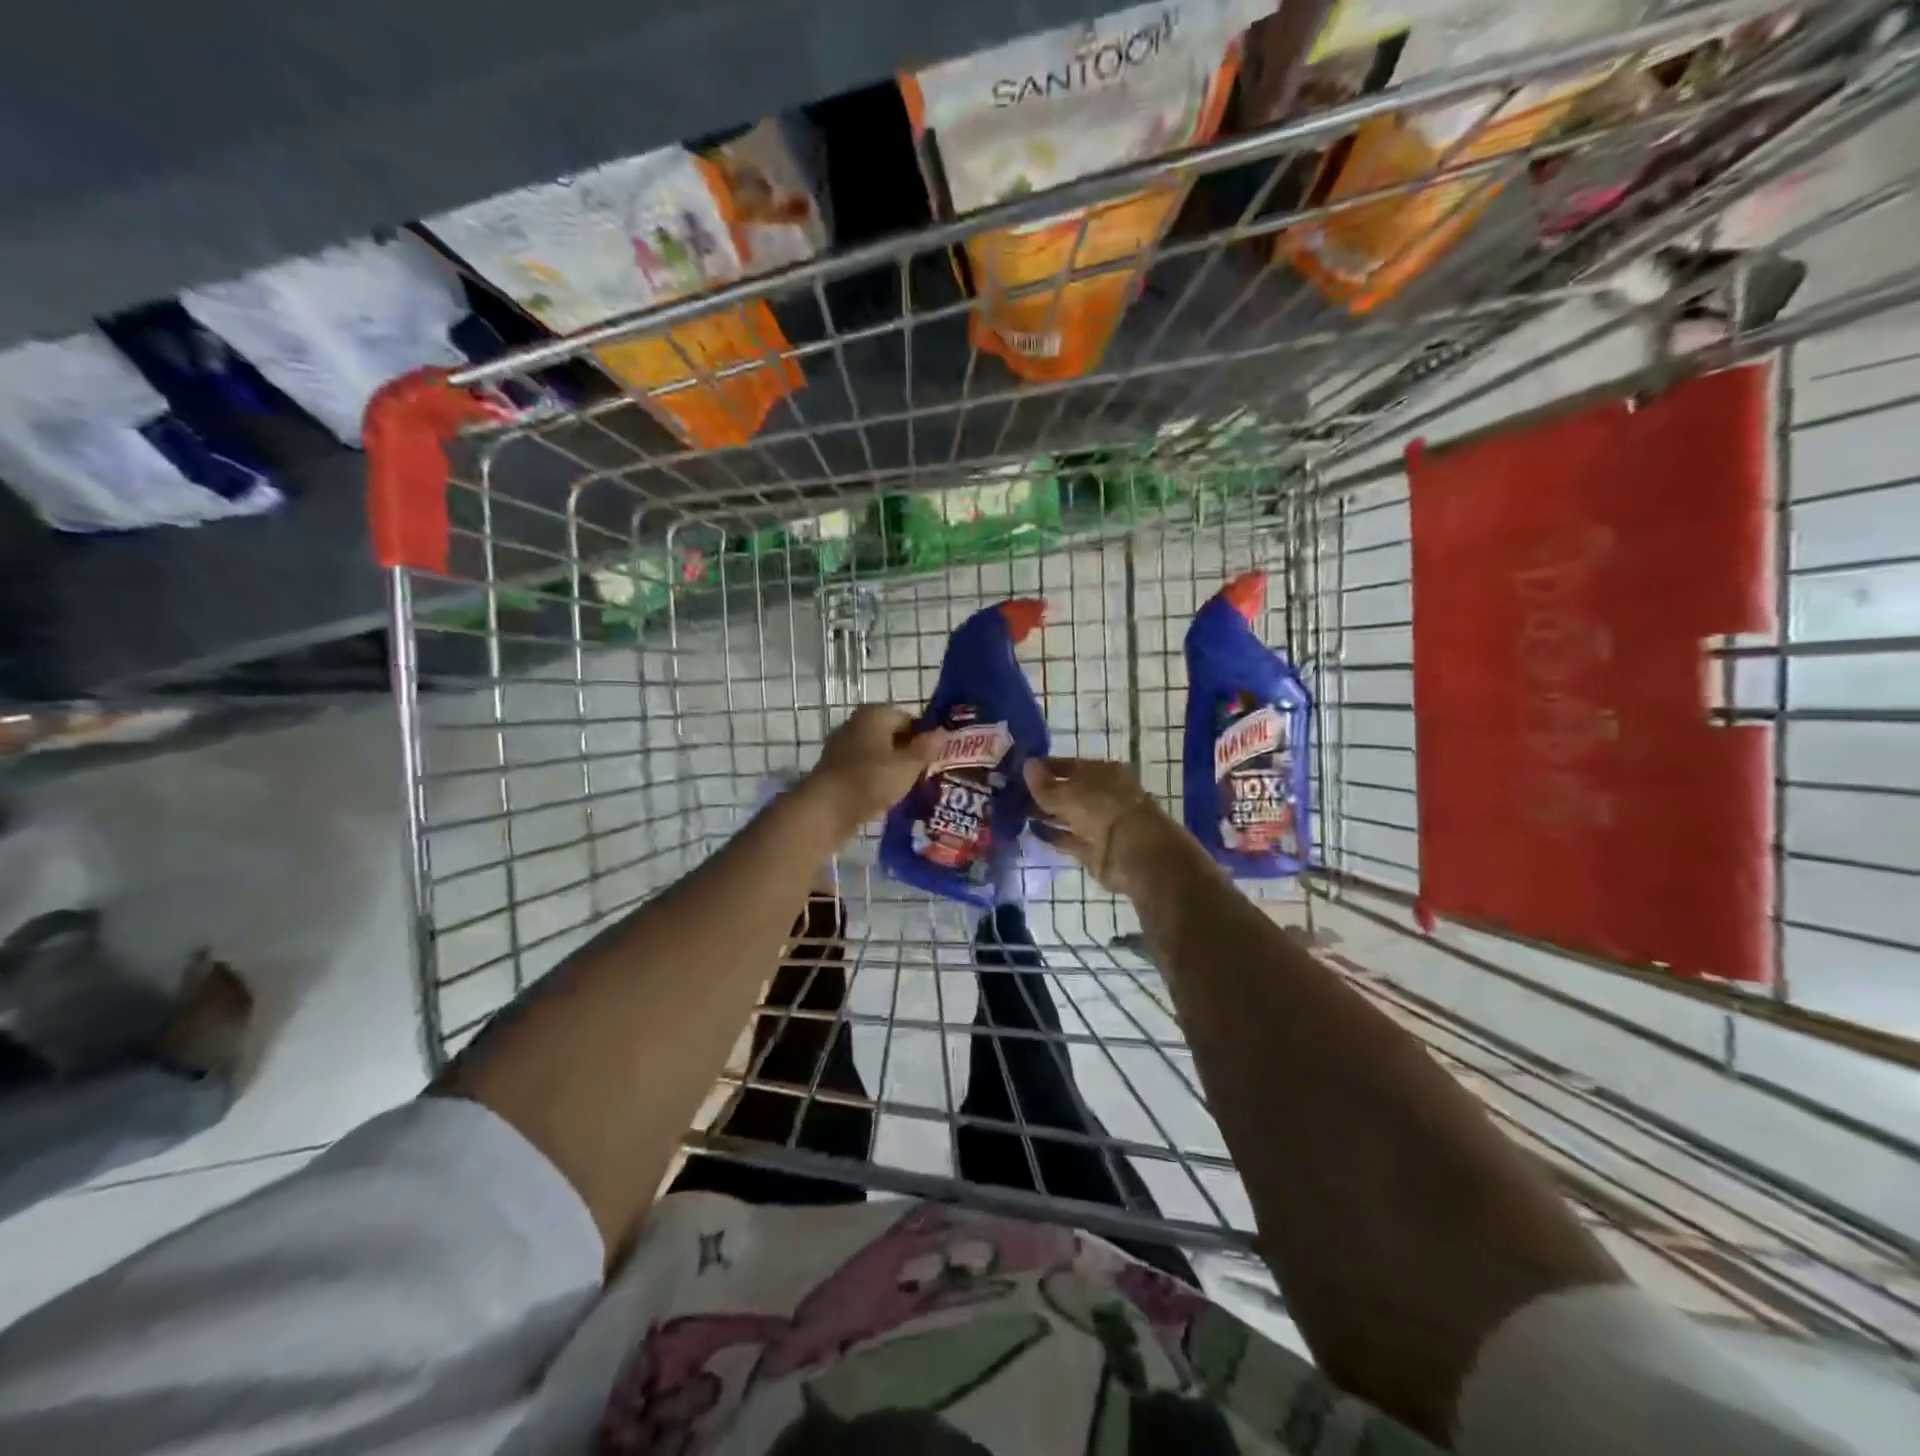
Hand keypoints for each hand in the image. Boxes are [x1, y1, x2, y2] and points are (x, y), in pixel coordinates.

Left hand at [807, 704, 941, 833]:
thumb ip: (926, 748)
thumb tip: (942, 733)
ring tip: (909, 788)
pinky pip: (863, 770)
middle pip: (891, 735)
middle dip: (908, 753)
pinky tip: (887, 796)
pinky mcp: (834, 770)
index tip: (937, 758)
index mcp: (874, 714)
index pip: (909, 718)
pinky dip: (875, 779)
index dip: (925, 737)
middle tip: (926, 773)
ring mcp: (842, 747)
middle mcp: (856, 724)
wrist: (826, 809)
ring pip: (877, 754)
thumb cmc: (871, 780)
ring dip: (892, 768)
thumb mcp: (908, 765)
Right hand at [1023, 757, 1178, 894]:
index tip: (1019, 769)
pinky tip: (1029, 829)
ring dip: (1044, 814)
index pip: (1069, 766)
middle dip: (1042, 792)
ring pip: (1066, 816)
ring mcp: (1098, 824)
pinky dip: (1050, 834)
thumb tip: (1026, 765)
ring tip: (1014, 810)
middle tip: (1010, 792)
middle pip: (1067, 791)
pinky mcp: (1092, 849)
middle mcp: (1101, 796)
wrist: (1134, 853)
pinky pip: (1066, 838)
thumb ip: (1045, 784)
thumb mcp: (1069, 793)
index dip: (1045, 767)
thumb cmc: (1103, 810)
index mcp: (1103, 773)